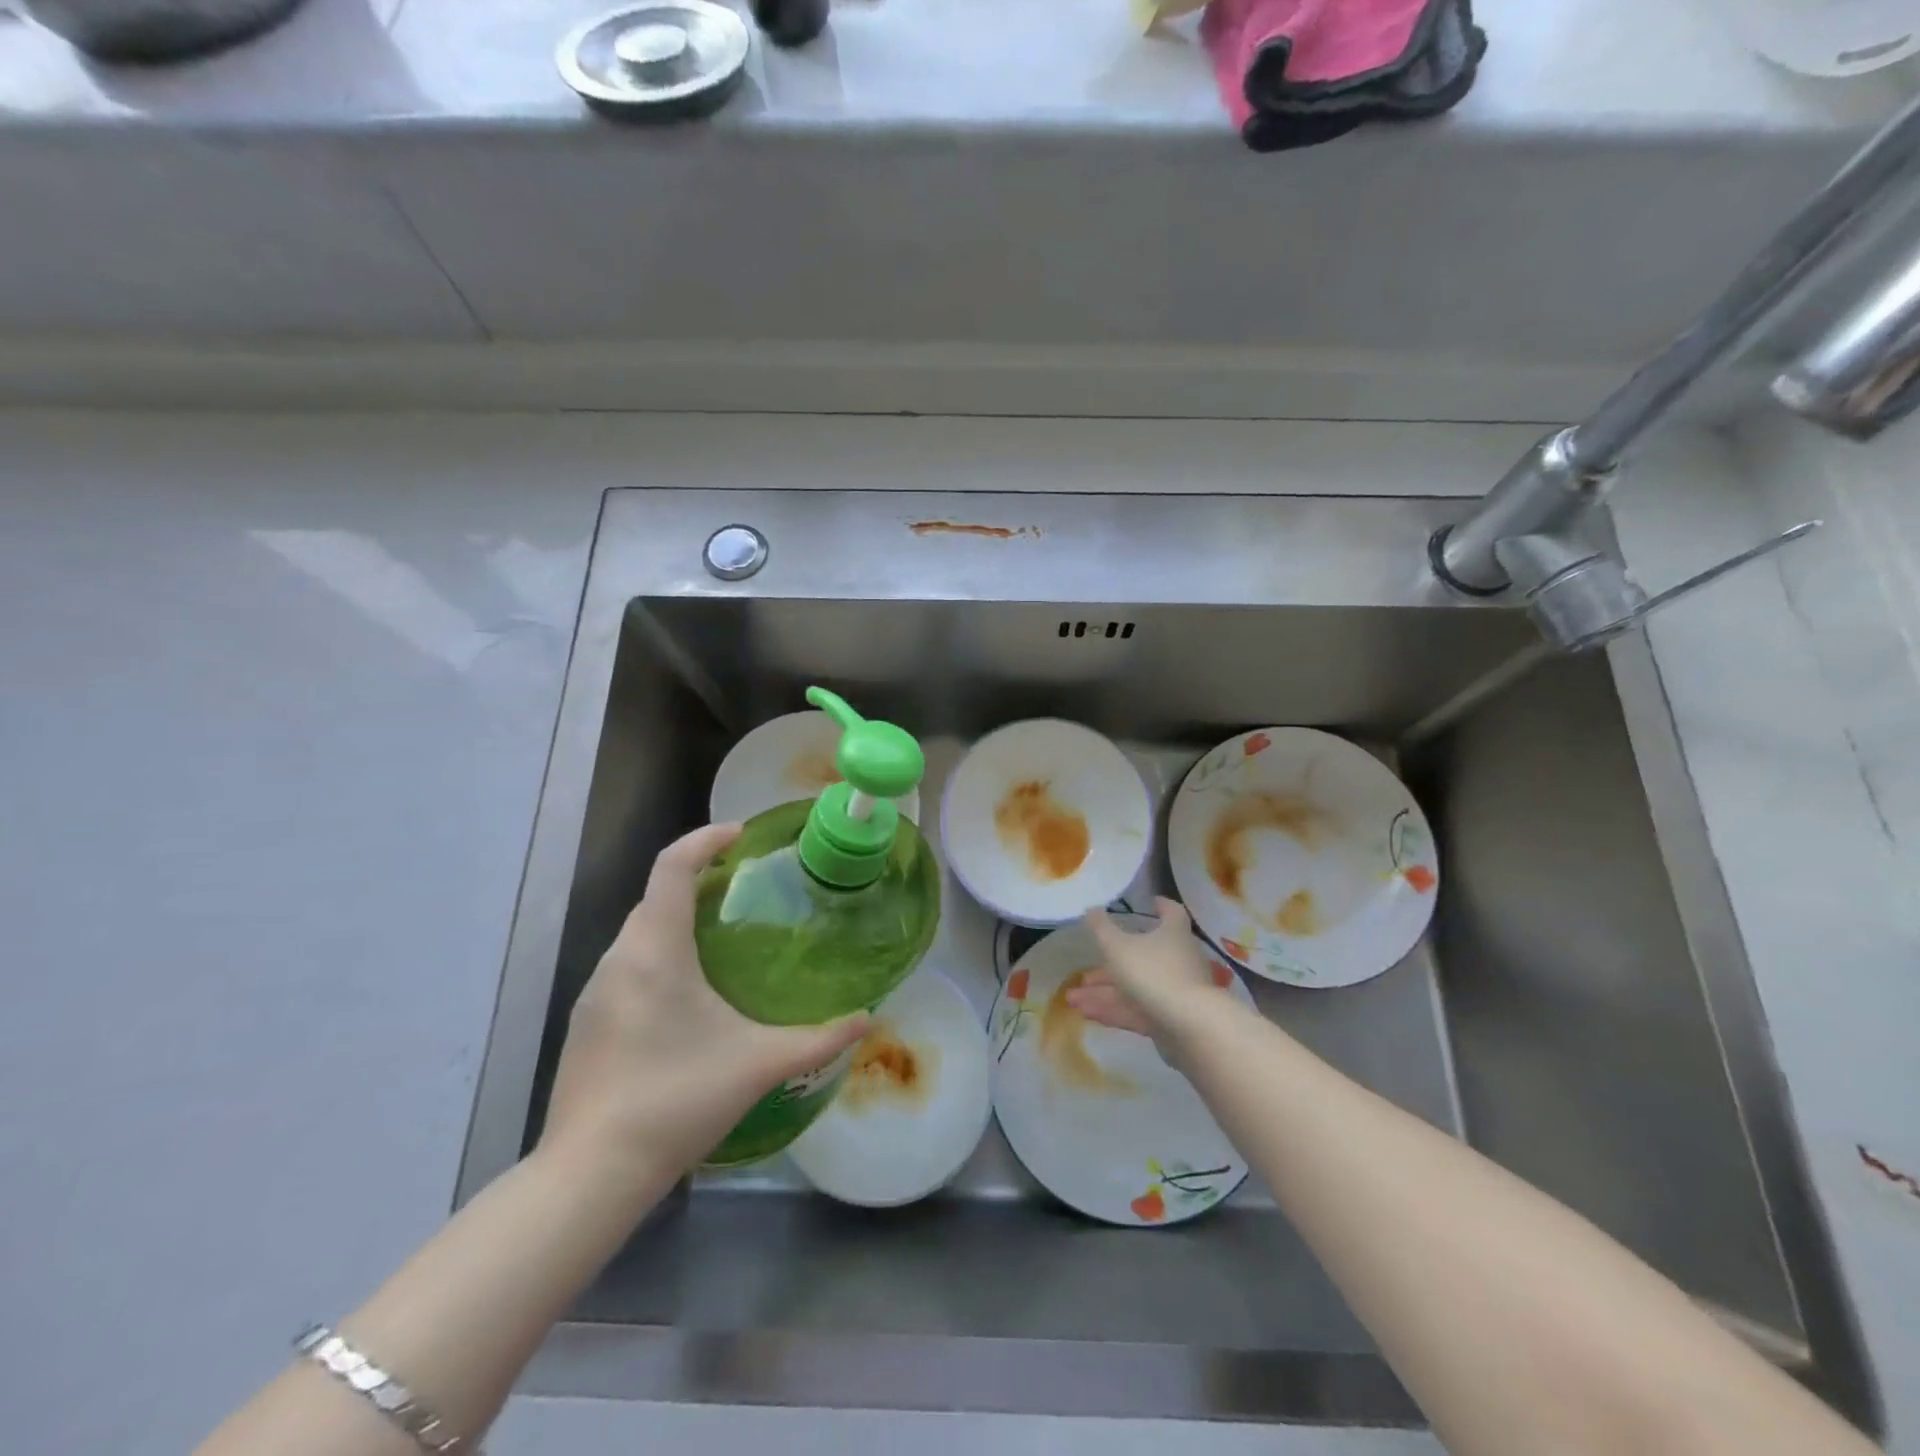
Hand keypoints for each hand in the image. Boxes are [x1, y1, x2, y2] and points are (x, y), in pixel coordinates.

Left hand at [541, 823, 869, 1186]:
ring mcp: (594, 992)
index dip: (704, 839)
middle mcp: (618, 960)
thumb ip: (819, 1038)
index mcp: (656, 951)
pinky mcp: (586, 1022)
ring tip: (720, 936)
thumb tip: (867, 1018)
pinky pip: (625, 965)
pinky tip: (685, 994)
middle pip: (655, 896)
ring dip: (675, 919)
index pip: (671, 868)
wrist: (591, 1174)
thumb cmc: (677, 1100)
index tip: (740, 835)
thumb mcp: (759, 1064)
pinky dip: (657, 953)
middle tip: (742, 888)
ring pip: (637, 932)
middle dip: (695, 878)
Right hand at [1067, 897, 1219, 1046]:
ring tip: (1072, 998)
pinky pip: (1138, 1010)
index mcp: (1172, 933)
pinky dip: (1114, 1010)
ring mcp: (1175, 991)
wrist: (1189, 1025)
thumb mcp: (1118, 946)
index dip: (1161, 906)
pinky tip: (1086, 1014)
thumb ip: (1101, 929)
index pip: (1171, 913)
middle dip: (1110, 965)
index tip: (1151, 902)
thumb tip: (1091, 908)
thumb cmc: (1152, 972)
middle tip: (1084, 972)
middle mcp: (1177, 959)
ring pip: (1135, 987)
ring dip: (1104, 992)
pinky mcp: (1170, 1019)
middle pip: (1142, 957)